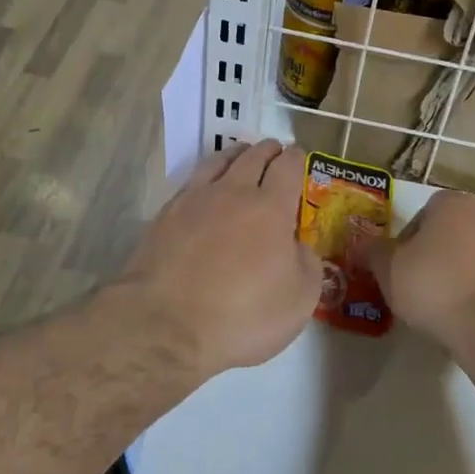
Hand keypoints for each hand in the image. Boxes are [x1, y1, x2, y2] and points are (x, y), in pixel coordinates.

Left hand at [119, 141, 319, 378]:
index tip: (298, 155)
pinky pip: (192, 180)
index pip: (287, 167)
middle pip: (253, 156)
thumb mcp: (299, 299)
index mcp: (271, 207)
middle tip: (274, 150)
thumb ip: (307, 264)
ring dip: (236, 154)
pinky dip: (207, 174)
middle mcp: (234, 192)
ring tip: (241, 155)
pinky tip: (206, 186)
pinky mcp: (167, 214)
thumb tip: (297, 246)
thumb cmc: (243, 314)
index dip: (295, 157)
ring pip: (219, 161)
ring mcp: (196, 199)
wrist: (167, 323)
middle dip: (268, 150)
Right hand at [356, 190, 474, 355]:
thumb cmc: (435, 287)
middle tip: (417, 286)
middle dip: (435, 255)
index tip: (400, 268)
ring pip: (474, 256)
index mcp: (454, 203)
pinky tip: (467, 317)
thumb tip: (359, 244)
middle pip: (450, 233)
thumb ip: (371, 251)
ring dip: (459, 274)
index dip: (407, 242)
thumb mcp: (388, 269)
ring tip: (443, 307)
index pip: (423, 214)